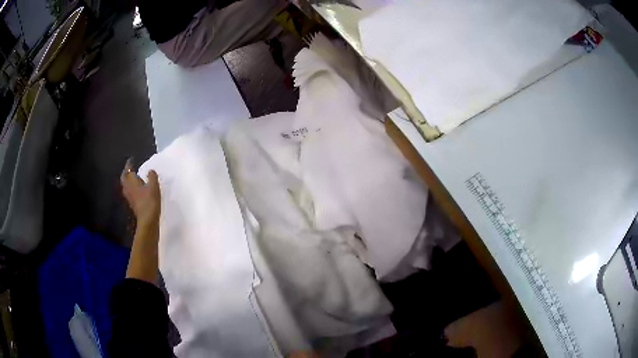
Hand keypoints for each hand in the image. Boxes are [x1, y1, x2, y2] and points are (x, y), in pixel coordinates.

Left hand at [121, 158, 160, 227]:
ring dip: (128, 180)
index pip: (128, 170)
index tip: (131, 160)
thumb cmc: (150, 201)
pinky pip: (129, 191)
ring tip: (133, 177)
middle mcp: (128, 188)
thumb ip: (152, 177)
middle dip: (126, 172)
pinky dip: (131, 187)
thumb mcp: (154, 186)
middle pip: (124, 178)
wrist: (147, 220)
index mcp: (132, 181)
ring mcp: (129, 196)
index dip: (129, 164)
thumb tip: (150, 171)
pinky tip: (137, 188)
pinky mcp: (132, 203)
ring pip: (126, 185)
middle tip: (130, 168)